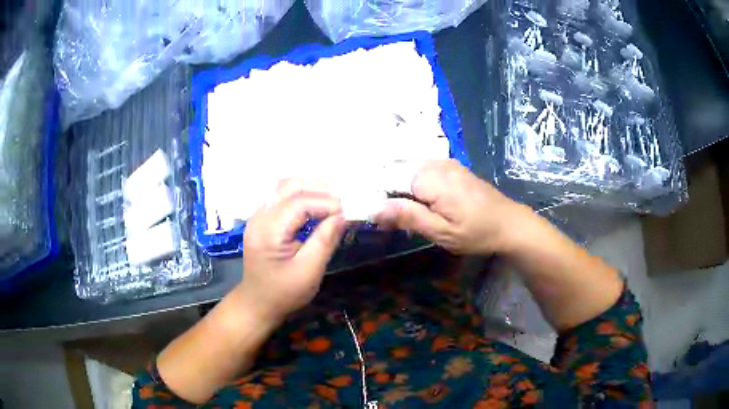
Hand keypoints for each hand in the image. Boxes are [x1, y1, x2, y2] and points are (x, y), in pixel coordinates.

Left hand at [236, 180, 345, 323]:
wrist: (257, 303)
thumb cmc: (284, 292)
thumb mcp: (309, 272)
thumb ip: (325, 240)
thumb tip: (343, 215)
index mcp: (268, 230)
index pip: (300, 202)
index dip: (327, 203)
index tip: (348, 213)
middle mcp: (260, 216)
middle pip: (290, 186)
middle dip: (320, 189)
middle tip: (344, 201)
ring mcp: (258, 215)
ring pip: (284, 186)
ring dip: (310, 187)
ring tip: (333, 199)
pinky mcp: (262, 219)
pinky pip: (281, 195)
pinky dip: (301, 194)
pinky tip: (316, 204)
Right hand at [375, 160, 523, 254]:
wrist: (510, 223)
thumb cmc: (477, 232)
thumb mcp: (441, 231)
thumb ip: (408, 216)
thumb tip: (373, 209)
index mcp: (430, 177)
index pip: (388, 177)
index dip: (378, 195)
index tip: (375, 217)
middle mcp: (435, 163)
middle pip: (397, 170)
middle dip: (387, 192)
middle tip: (388, 219)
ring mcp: (444, 162)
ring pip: (408, 170)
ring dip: (400, 189)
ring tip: (401, 213)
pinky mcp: (451, 167)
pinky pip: (422, 170)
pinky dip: (413, 184)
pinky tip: (418, 202)